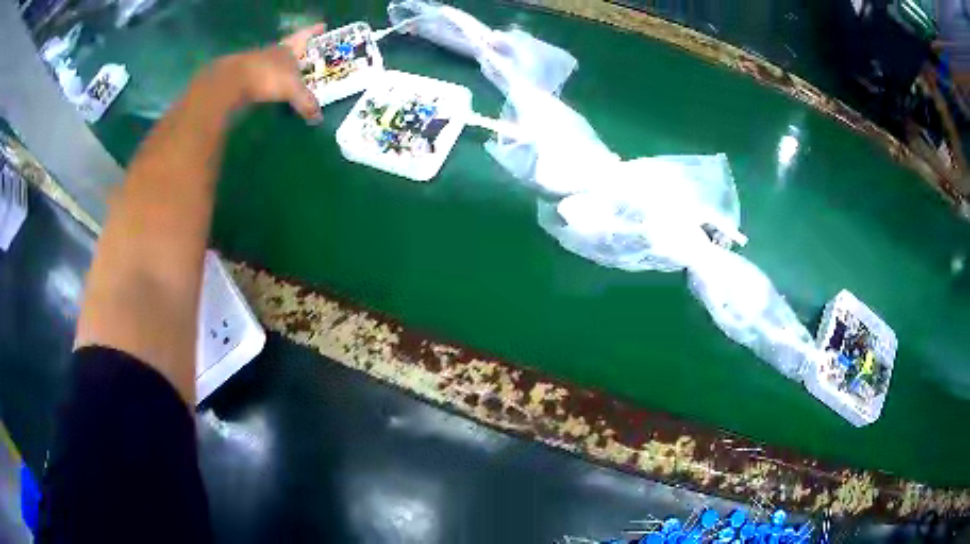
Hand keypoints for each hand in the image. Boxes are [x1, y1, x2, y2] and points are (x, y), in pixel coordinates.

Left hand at [209, 23, 326, 121]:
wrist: (230, 82)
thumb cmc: (266, 76)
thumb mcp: (291, 89)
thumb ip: (306, 102)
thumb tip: (318, 118)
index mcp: (287, 48)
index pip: (304, 35)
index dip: (313, 31)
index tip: (322, 26)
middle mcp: (273, 51)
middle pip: (289, 48)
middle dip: (299, 51)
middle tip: (309, 55)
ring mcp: (257, 63)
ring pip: (274, 62)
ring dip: (283, 66)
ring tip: (292, 74)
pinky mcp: (244, 77)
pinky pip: (262, 77)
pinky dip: (269, 81)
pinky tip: (272, 88)